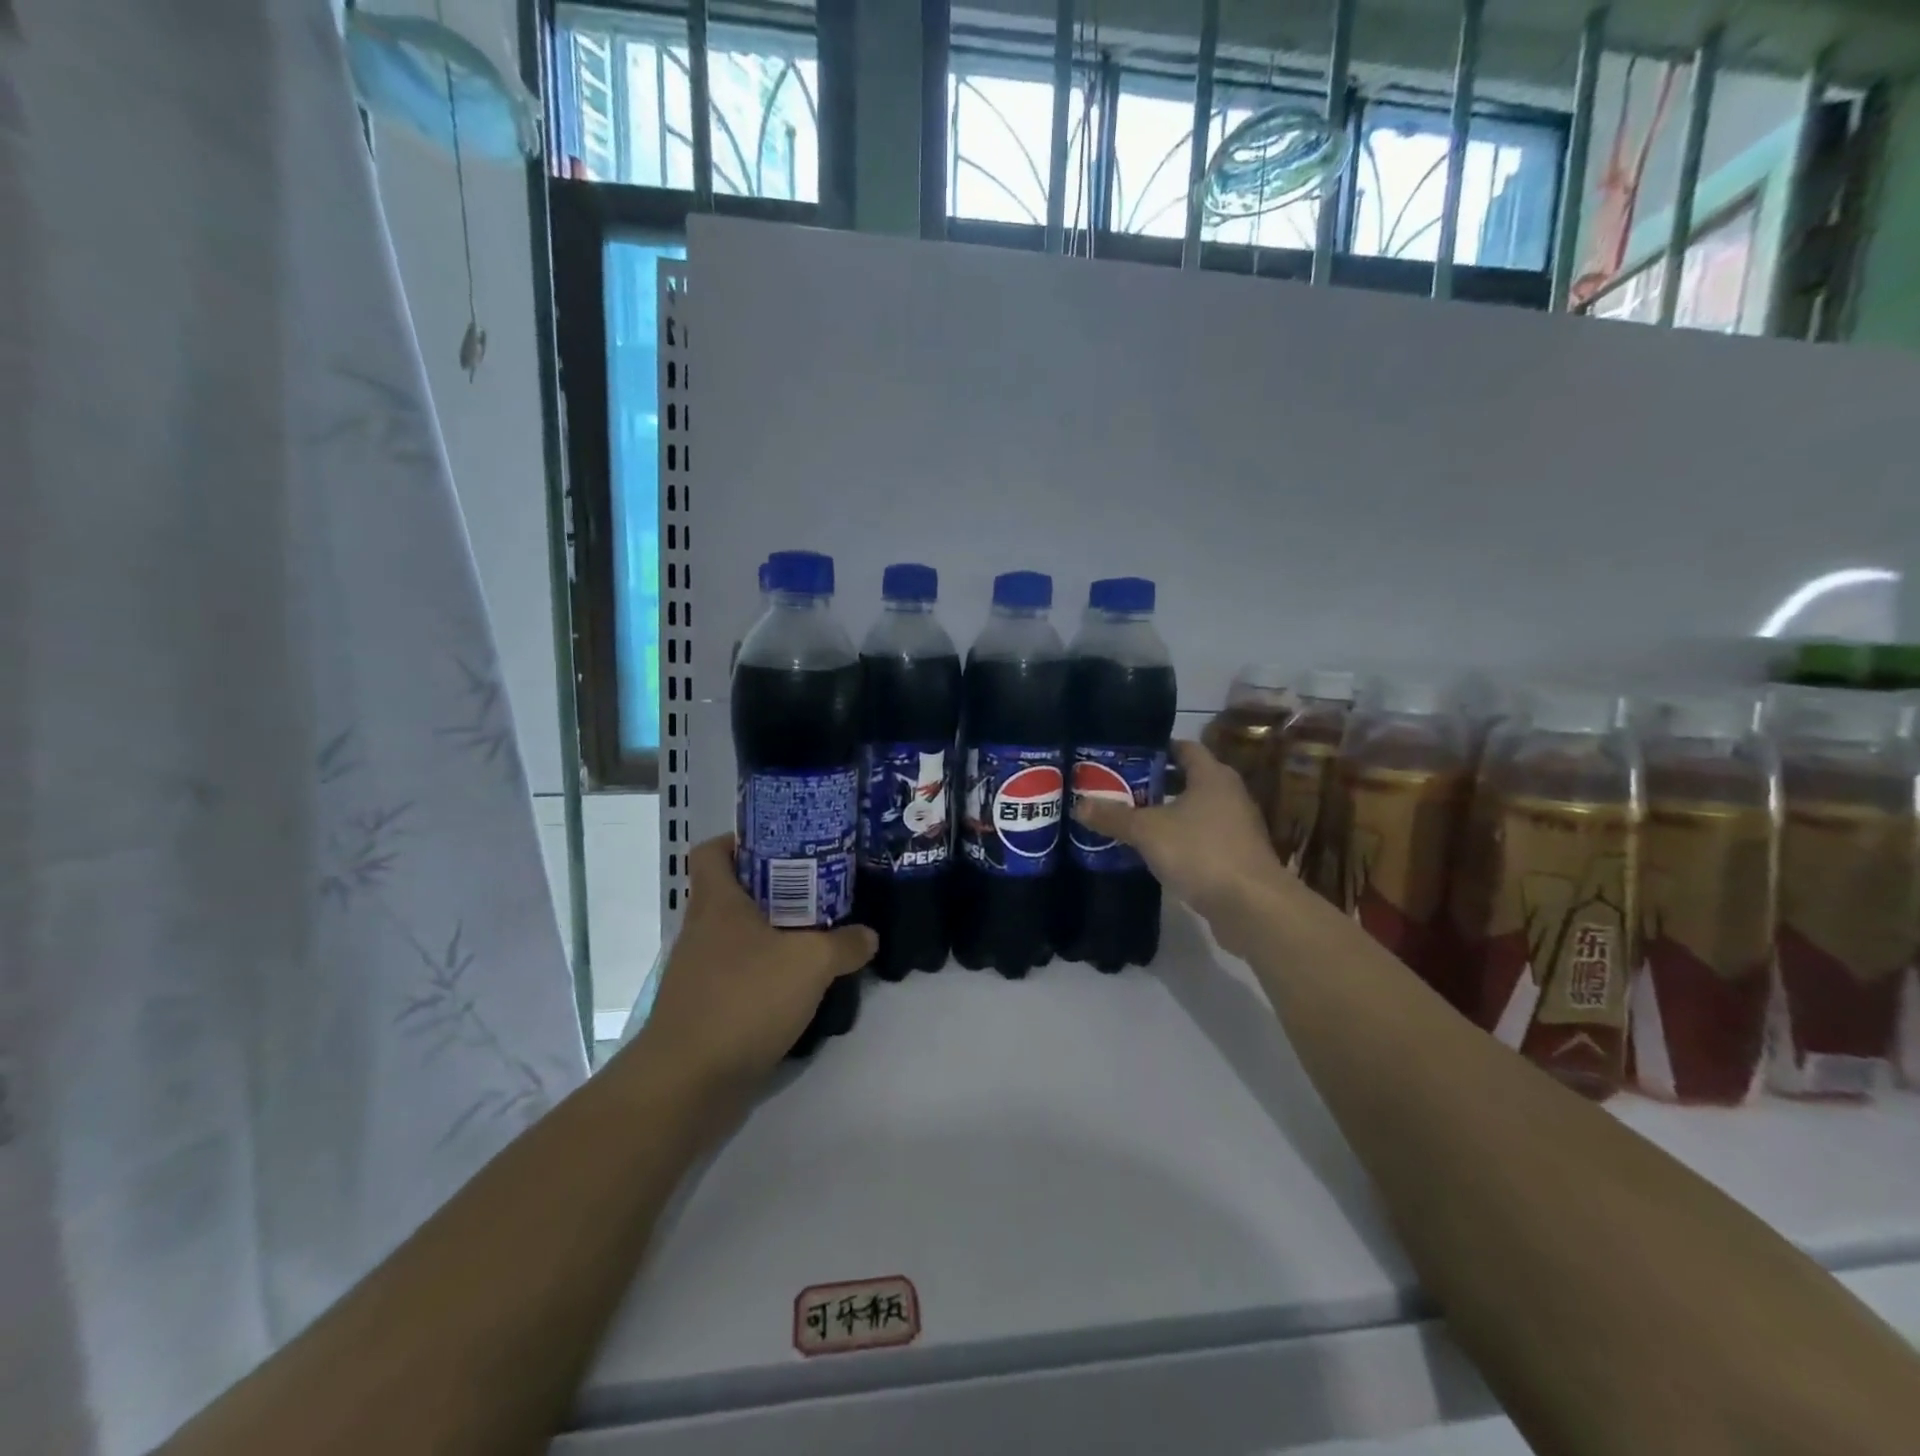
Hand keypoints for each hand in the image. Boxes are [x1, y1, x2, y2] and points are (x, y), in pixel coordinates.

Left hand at [632, 836, 875, 1091]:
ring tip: (818, 936)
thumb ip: (844, 944)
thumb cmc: (745, 999)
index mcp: (717, 902)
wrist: (689, 1082)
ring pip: (739, 936)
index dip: (742, 840)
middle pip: (735, 892)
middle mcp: (702, 930)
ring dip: (774, 934)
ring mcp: (700, 971)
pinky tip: (800, 986)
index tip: (783, 846)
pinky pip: (740, 975)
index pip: (713, 851)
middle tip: (820, 890)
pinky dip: (767, 974)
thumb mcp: (810, 963)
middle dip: (776, 888)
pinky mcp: (705, 1008)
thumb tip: (868, 935)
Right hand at [1072, 739, 1298, 955]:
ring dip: (1167, 814)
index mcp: (1212, 776)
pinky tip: (1155, 852)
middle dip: (1156, 783)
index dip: (1157, 749)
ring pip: (1195, 811)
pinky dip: (1180, 840)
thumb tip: (1078, 805)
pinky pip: (1202, 838)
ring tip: (1131, 820)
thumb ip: (1114, 817)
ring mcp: (1237, 827)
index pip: (1184, 748)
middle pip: (1189, 779)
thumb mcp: (1148, 832)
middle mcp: (1229, 795)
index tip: (1127, 756)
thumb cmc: (1201, 852)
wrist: (1252, 906)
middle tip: (1120, 788)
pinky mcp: (1237, 857)